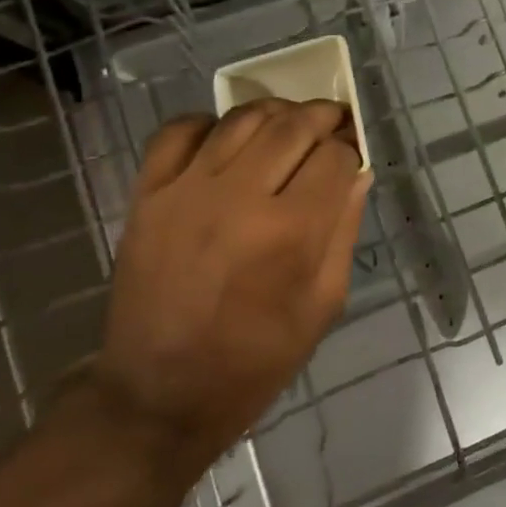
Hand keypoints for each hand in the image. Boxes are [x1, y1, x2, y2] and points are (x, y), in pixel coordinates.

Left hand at [91, 99, 370, 474]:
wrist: (158, 395)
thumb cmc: (255, 359)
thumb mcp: (323, 305)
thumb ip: (344, 230)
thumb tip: (357, 173)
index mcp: (290, 232)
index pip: (336, 157)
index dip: (351, 152)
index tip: (352, 159)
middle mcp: (240, 198)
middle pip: (294, 125)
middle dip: (325, 117)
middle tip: (334, 124)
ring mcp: (187, 190)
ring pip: (243, 118)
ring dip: (276, 112)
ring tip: (288, 124)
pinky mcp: (148, 194)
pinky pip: (180, 131)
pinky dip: (209, 123)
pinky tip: (226, 139)